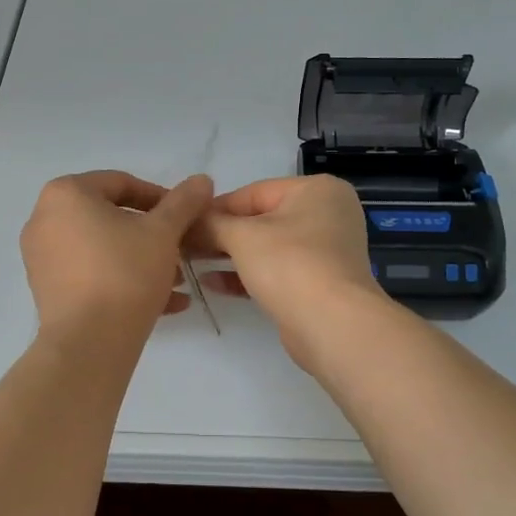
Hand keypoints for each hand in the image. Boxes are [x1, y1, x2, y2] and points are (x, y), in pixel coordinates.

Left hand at [20, 170, 214, 336]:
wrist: (89, 343)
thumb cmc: (125, 273)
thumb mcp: (163, 233)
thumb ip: (183, 202)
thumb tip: (202, 180)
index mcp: (66, 194)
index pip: (122, 183)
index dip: (162, 199)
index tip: (187, 219)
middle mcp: (45, 219)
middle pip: (111, 217)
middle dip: (153, 235)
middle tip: (183, 251)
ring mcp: (41, 256)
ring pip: (103, 248)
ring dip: (143, 259)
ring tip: (177, 282)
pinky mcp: (47, 289)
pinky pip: (91, 273)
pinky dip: (122, 280)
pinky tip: (162, 303)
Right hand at [195, 176, 382, 360]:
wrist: (332, 325)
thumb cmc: (290, 264)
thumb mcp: (242, 236)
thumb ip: (211, 224)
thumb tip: (187, 222)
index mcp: (316, 190)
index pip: (253, 192)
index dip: (214, 208)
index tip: (183, 223)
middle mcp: (326, 214)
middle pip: (260, 219)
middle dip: (221, 234)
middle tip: (184, 246)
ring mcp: (325, 251)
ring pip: (267, 247)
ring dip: (229, 256)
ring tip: (192, 264)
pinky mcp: (318, 283)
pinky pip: (276, 271)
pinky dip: (246, 275)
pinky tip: (212, 283)